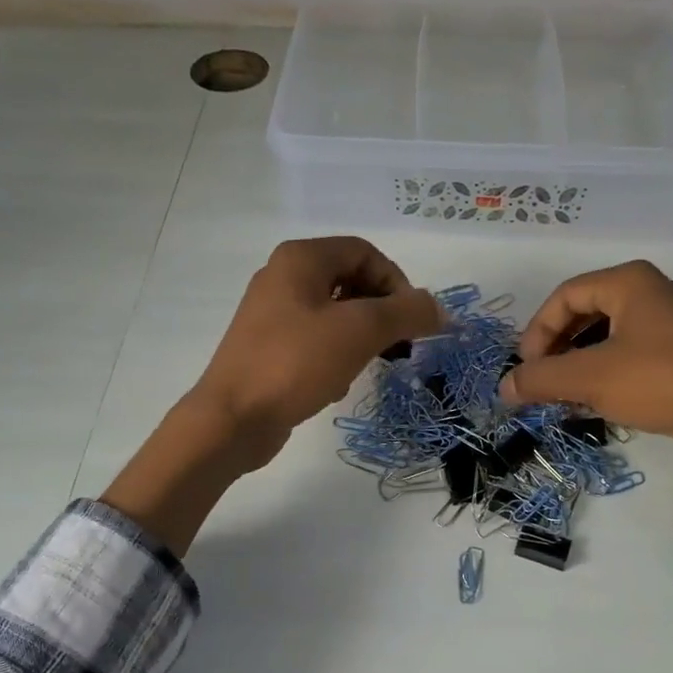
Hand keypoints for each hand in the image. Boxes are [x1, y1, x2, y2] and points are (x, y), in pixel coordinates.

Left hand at [184, 236, 443, 471]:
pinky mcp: (269, 348)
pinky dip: (336, 355)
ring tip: (369, 365)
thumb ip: (407, 312)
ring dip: (361, 337)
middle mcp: (283, 277)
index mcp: (301, 259)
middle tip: (399, 345)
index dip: (397, 282)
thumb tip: (439, 309)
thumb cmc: (296, 363)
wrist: (233, 419)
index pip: (365, 252)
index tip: (411, 321)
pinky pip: (316, 340)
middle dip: (381, 312)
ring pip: (336, 314)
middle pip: (351, 281)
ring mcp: (272, 314)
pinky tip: (336, 384)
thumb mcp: (360, 331)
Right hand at [500, 261, 672, 464]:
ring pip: (605, 337)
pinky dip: (602, 373)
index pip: (565, 296)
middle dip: (555, 349)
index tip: (526, 368)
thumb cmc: (659, 380)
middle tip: (540, 380)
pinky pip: (627, 355)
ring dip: (576, 365)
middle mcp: (650, 293)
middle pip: (583, 314)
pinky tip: (591, 402)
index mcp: (629, 282)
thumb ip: (542, 378)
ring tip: (560, 395)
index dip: (537, 331)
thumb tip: (504, 387)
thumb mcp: (591, 378)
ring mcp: (668, 324)